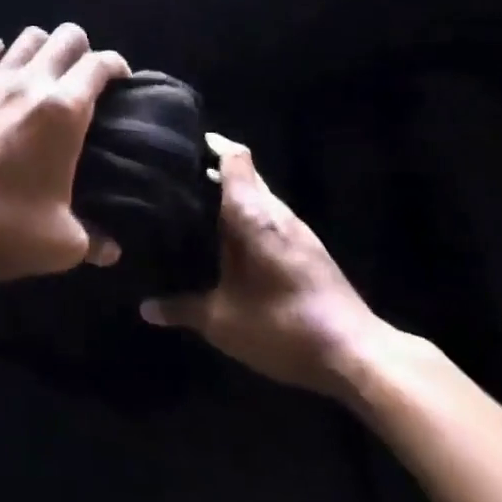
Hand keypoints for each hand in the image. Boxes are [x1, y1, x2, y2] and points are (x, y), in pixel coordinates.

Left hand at [0, 24, 130, 283]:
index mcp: (64, 110)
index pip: (99, 65)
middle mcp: (31, 84)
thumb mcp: (61, 244)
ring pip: (26, 38)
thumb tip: (111, 251)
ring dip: (43, 46)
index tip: (122, 83)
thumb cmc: (3, 228)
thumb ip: (93, 240)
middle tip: (84, 77)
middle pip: (66, 37)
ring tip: (45, 69)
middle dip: (82, 49)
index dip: (116, 66)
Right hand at [141, 135, 392, 400]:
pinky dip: (249, 219)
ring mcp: (298, 231)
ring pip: (260, 199)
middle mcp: (276, 212)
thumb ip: (181, 309)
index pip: (234, 158)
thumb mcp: (221, 321)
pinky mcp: (310, 251)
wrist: (356, 355)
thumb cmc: (281, 325)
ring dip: (233, 198)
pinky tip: (231, 242)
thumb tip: (145, 308)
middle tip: (176, 179)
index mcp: (252, 214)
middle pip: (246, 175)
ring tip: (196, 206)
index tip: (182, 145)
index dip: (211, 145)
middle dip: (213, 172)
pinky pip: (272, 219)